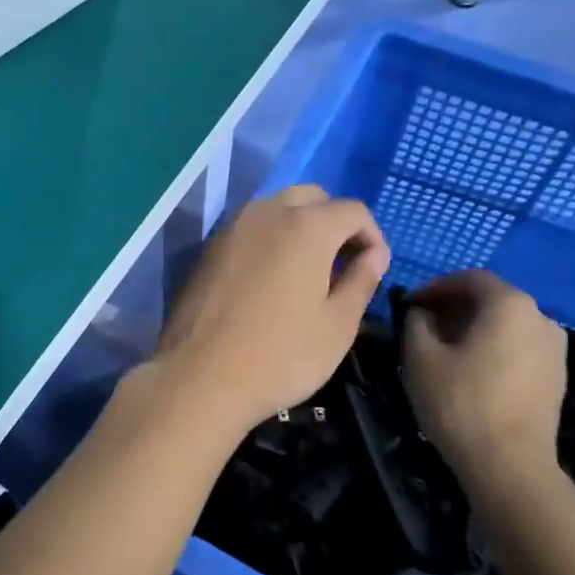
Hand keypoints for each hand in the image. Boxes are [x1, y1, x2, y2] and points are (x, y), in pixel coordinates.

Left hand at [156, 185, 390, 428]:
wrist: (200, 377)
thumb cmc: (280, 355)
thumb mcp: (338, 326)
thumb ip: (361, 280)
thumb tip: (373, 255)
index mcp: (306, 226)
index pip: (353, 211)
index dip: (372, 236)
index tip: (374, 269)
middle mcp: (267, 213)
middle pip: (312, 198)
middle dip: (334, 222)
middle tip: (342, 264)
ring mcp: (232, 228)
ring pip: (276, 208)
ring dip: (299, 226)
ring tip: (308, 272)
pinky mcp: (208, 248)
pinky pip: (250, 229)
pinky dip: (269, 239)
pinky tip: (271, 279)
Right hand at [403, 269, 566, 487]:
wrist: (511, 466)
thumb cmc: (461, 402)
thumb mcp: (421, 357)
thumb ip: (416, 323)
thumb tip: (422, 313)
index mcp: (509, 304)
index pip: (469, 278)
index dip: (436, 287)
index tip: (411, 305)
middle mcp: (540, 317)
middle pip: (492, 299)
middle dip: (455, 307)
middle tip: (424, 326)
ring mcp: (555, 349)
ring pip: (507, 324)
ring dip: (475, 328)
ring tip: (446, 351)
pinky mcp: (557, 377)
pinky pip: (520, 347)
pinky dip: (494, 348)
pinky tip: (472, 372)